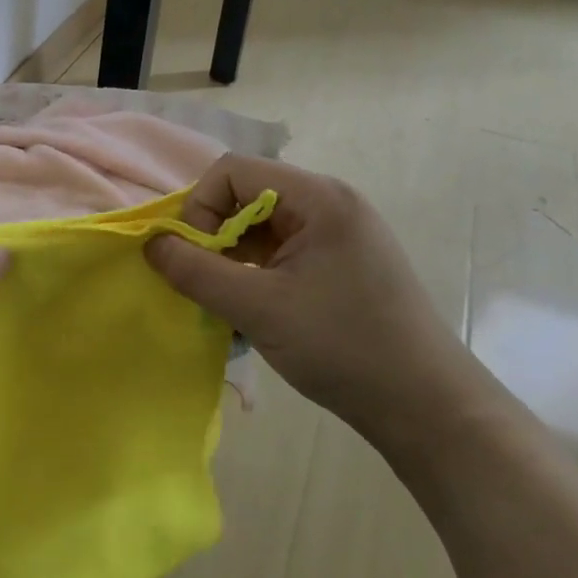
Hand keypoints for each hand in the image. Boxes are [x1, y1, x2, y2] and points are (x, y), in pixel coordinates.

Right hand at [146, 154, 493, 455]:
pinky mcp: (343, 261)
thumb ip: (195, 271)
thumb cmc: (341, 346)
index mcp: (319, 198)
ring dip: (233, 257)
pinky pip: (282, 249)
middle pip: (247, 194)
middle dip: (214, 234)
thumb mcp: (256, 307)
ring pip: (261, 225)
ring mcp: (340, 233)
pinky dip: (255, 272)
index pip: (232, 171)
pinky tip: (254, 309)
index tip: (194, 257)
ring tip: (228, 301)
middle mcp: (331, 203)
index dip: (199, 207)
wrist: (426, 406)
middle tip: (206, 282)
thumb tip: (151, 244)